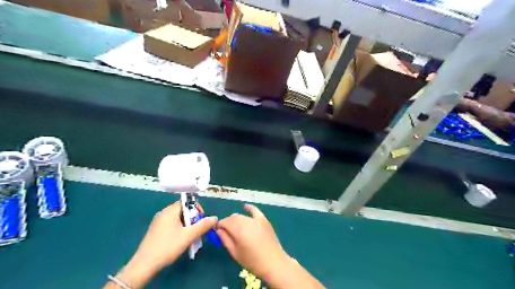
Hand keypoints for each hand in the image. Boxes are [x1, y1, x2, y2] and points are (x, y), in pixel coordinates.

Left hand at [105, 201, 214, 288]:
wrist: (144, 265)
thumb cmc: (167, 246)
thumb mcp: (188, 236)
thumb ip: (203, 225)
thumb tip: (215, 218)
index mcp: (170, 211)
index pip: (186, 202)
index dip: (196, 209)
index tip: (201, 219)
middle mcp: (163, 213)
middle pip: (183, 210)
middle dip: (193, 218)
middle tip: (197, 229)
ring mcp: (158, 222)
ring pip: (178, 219)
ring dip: (187, 225)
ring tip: (191, 236)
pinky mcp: (156, 231)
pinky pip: (172, 225)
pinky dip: (179, 229)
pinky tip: (181, 240)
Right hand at [214, 205, 288, 282]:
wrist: (273, 262)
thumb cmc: (252, 261)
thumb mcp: (235, 253)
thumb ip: (225, 239)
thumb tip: (218, 230)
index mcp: (239, 230)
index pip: (225, 222)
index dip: (219, 225)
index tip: (217, 231)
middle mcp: (247, 222)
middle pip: (233, 218)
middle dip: (227, 223)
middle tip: (226, 232)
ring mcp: (256, 220)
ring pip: (242, 216)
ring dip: (236, 219)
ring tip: (235, 228)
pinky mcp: (264, 220)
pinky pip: (255, 211)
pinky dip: (249, 208)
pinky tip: (245, 207)